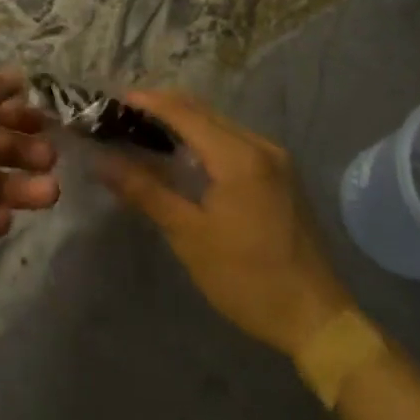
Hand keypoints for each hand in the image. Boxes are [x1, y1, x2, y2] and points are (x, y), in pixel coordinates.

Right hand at [99, 88, 351, 356]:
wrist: (317, 319)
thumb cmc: (247, 279)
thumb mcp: (189, 236)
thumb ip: (145, 192)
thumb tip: (102, 161)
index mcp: (238, 156)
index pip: (183, 112)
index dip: (147, 102)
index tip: (112, 100)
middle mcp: (259, 145)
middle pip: (202, 110)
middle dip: (162, 107)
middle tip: (123, 115)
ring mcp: (274, 158)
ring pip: (219, 123)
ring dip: (183, 121)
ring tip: (145, 130)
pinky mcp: (280, 174)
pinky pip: (233, 139)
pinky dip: (204, 137)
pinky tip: (184, 153)